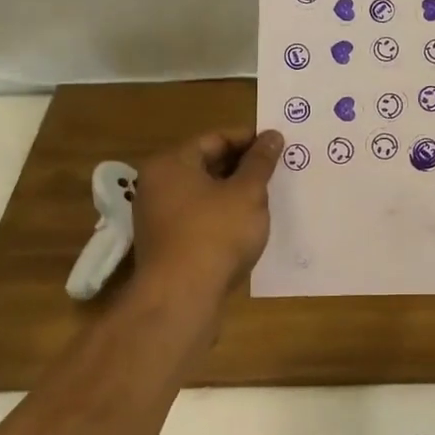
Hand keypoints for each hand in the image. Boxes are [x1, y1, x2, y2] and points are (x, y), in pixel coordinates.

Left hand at [132, 126, 283, 310]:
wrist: (182, 299)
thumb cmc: (216, 234)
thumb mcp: (247, 192)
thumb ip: (260, 161)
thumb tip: (272, 136)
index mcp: (171, 164)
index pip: (215, 139)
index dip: (249, 139)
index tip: (278, 144)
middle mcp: (157, 185)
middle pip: (206, 164)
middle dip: (242, 166)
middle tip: (276, 169)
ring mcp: (158, 217)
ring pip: (204, 193)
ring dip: (234, 192)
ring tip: (267, 196)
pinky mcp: (166, 245)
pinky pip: (199, 217)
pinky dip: (222, 215)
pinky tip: (248, 224)